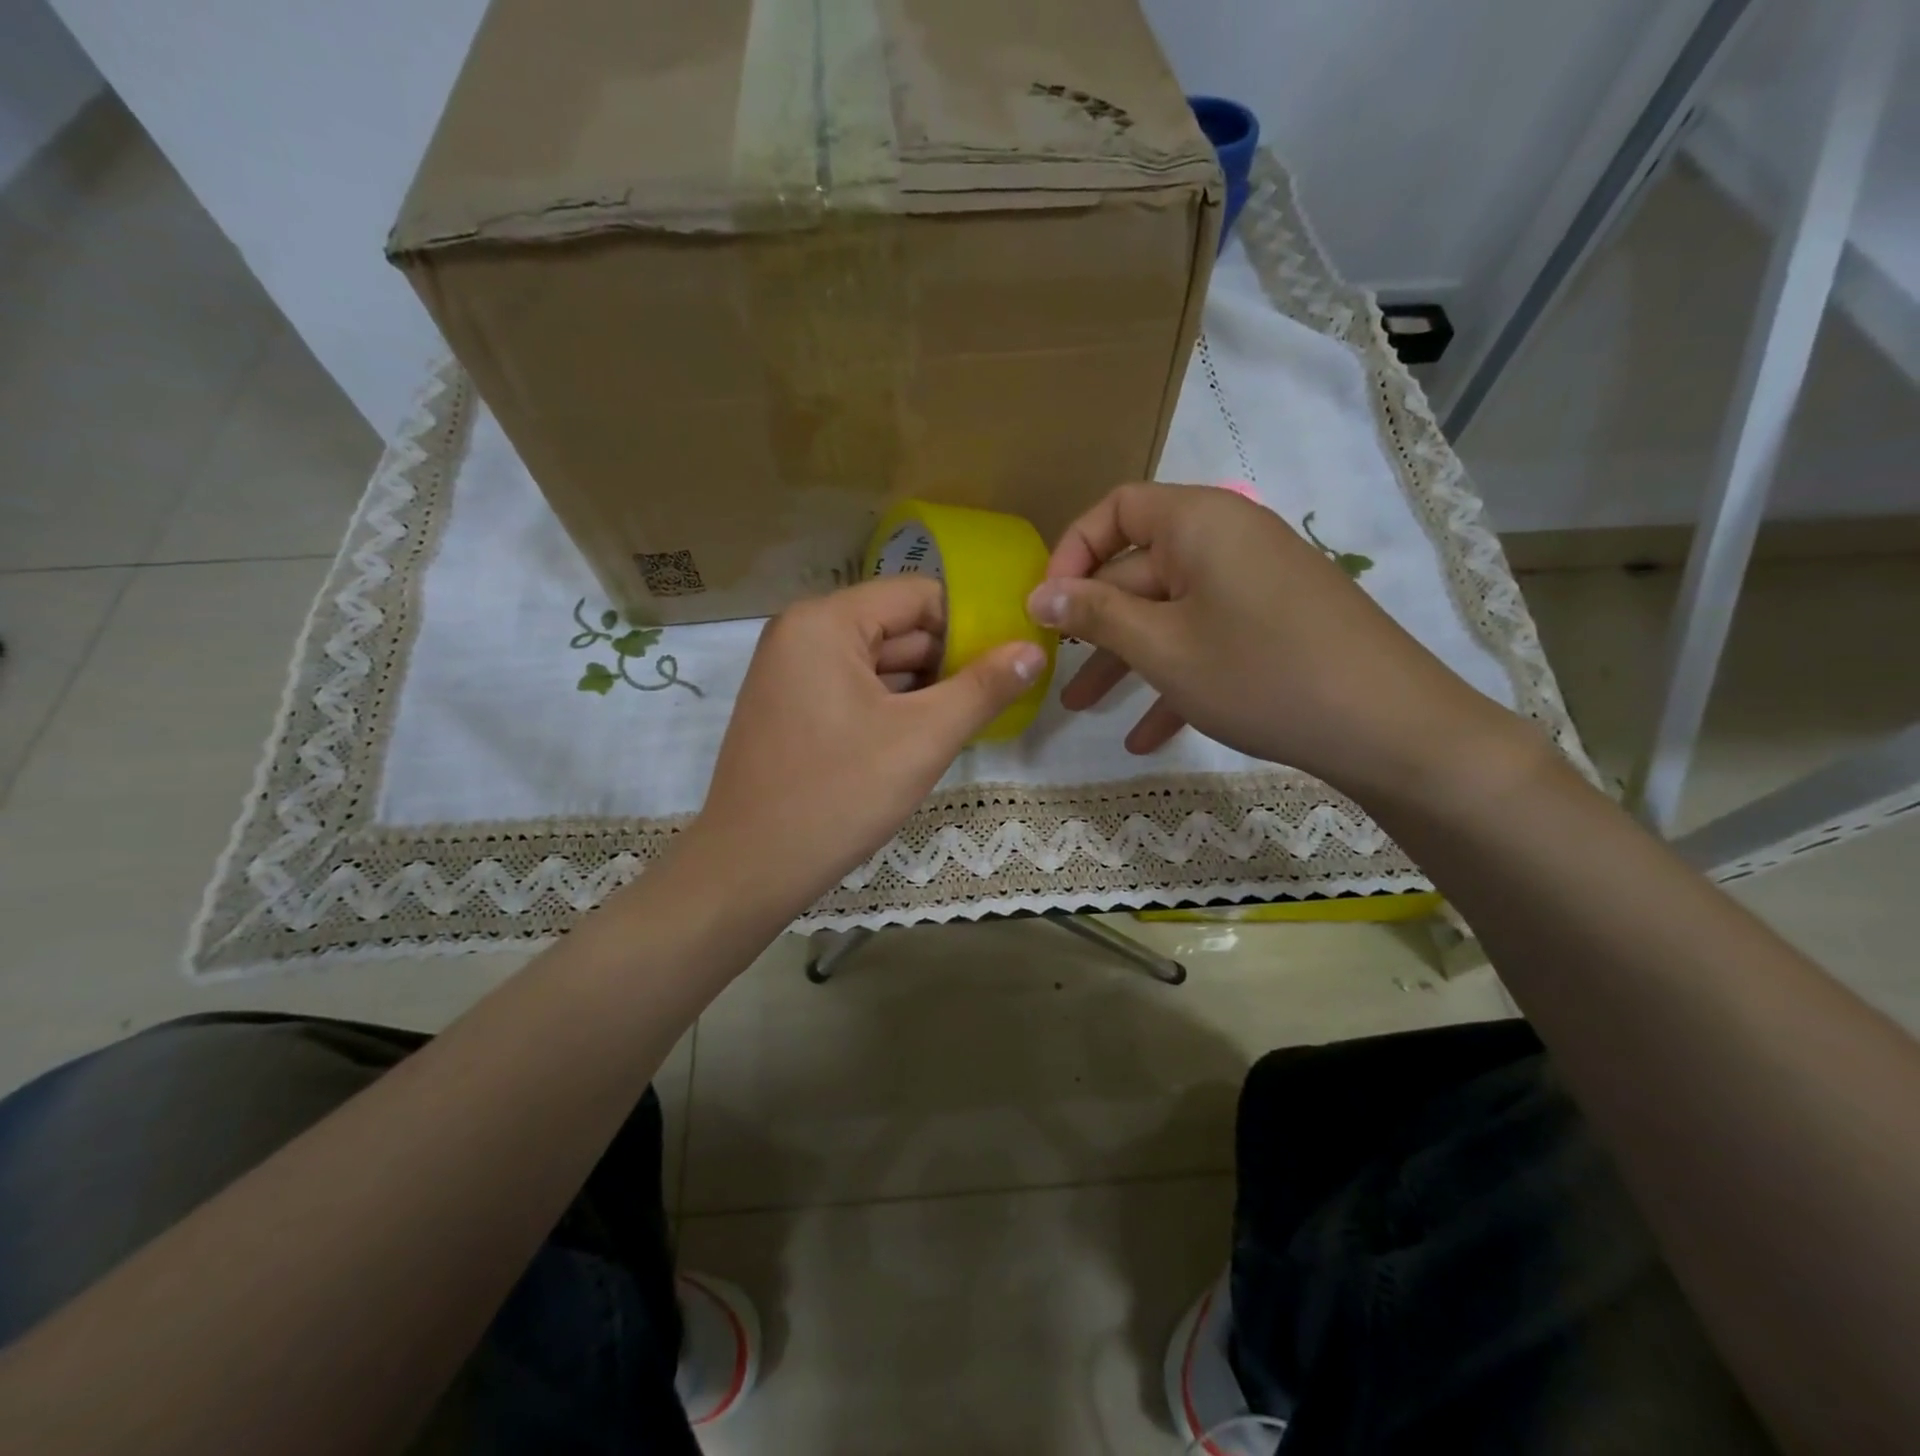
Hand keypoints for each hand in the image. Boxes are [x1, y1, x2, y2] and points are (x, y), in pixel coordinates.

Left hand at [684, 575, 1045, 918]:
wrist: (749, 869)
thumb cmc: (838, 794)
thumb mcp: (923, 738)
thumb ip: (983, 689)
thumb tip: (1034, 649)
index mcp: (826, 621)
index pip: (919, 596)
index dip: (971, 625)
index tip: (1009, 662)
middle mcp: (801, 632)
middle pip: (897, 628)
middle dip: (949, 661)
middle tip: (998, 697)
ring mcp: (790, 672)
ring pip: (877, 663)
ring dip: (923, 689)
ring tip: (969, 720)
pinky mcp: (789, 708)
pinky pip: (853, 689)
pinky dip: (891, 707)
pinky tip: (923, 737)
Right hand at [1026, 483, 1523, 801]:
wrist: (1390, 728)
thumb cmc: (1260, 674)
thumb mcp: (1163, 647)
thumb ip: (1096, 615)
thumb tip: (1038, 594)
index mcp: (1200, 523)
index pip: (1117, 508)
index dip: (1073, 551)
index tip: (1048, 606)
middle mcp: (1229, 541)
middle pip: (1141, 569)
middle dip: (1095, 624)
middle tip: (1054, 669)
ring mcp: (1256, 585)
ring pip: (1172, 614)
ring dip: (1128, 660)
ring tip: (1082, 709)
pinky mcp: (1276, 625)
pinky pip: (1210, 640)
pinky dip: (1177, 678)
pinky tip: (1147, 737)